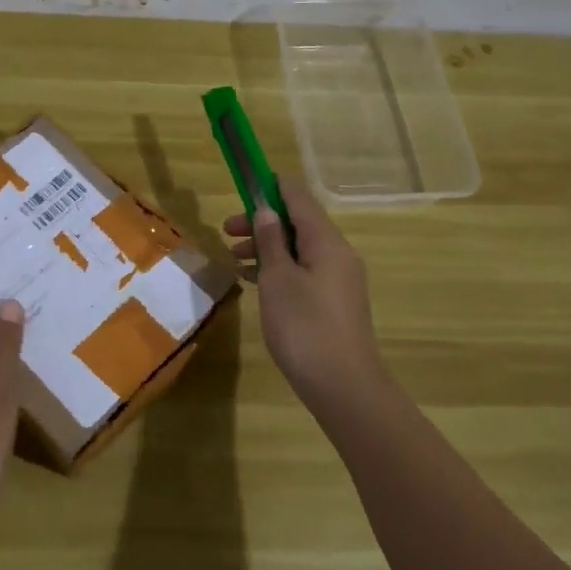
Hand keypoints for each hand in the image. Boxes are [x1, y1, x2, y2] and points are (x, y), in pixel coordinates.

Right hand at [225, 181, 392, 415]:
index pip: (300, 198)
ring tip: (234, 257)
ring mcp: (338, 279)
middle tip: (228, 230)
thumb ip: (271, 241)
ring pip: (300, 249)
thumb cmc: (304, 326)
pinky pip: (304, 271)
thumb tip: (265, 210)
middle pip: (299, 223)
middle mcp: (338, 254)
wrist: (342, 385)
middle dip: (263, 221)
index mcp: (327, 242)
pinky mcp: (333, 302)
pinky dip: (279, 268)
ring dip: (268, 247)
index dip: (273, 187)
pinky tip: (254, 280)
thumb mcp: (278, 279)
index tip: (245, 183)